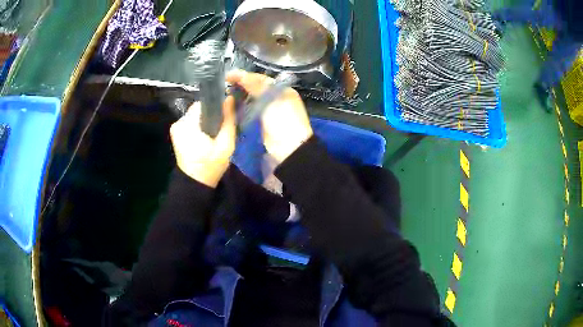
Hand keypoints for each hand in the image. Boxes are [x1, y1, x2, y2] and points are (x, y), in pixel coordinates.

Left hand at [170, 98, 235, 187]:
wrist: (196, 183)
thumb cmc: (211, 165)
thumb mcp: (226, 144)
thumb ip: (228, 120)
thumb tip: (229, 98)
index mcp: (188, 125)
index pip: (203, 104)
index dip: (215, 107)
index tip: (224, 115)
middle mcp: (178, 123)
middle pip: (198, 109)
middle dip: (209, 115)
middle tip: (219, 128)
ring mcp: (175, 128)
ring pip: (195, 116)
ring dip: (204, 121)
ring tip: (213, 133)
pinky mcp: (175, 133)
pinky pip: (190, 123)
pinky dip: (198, 126)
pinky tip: (205, 136)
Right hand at [226, 70, 312, 162]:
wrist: (289, 148)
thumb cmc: (283, 120)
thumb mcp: (271, 99)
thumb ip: (256, 86)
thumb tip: (241, 74)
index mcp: (282, 90)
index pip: (261, 79)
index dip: (245, 76)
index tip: (229, 75)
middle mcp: (275, 98)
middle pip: (255, 88)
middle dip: (241, 85)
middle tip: (225, 83)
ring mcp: (268, 111)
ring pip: (251, 99)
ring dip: (240, 95)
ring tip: (225, 92)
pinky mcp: (261, 122)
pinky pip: (249, 110)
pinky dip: (241, 107)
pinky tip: (231, 105)